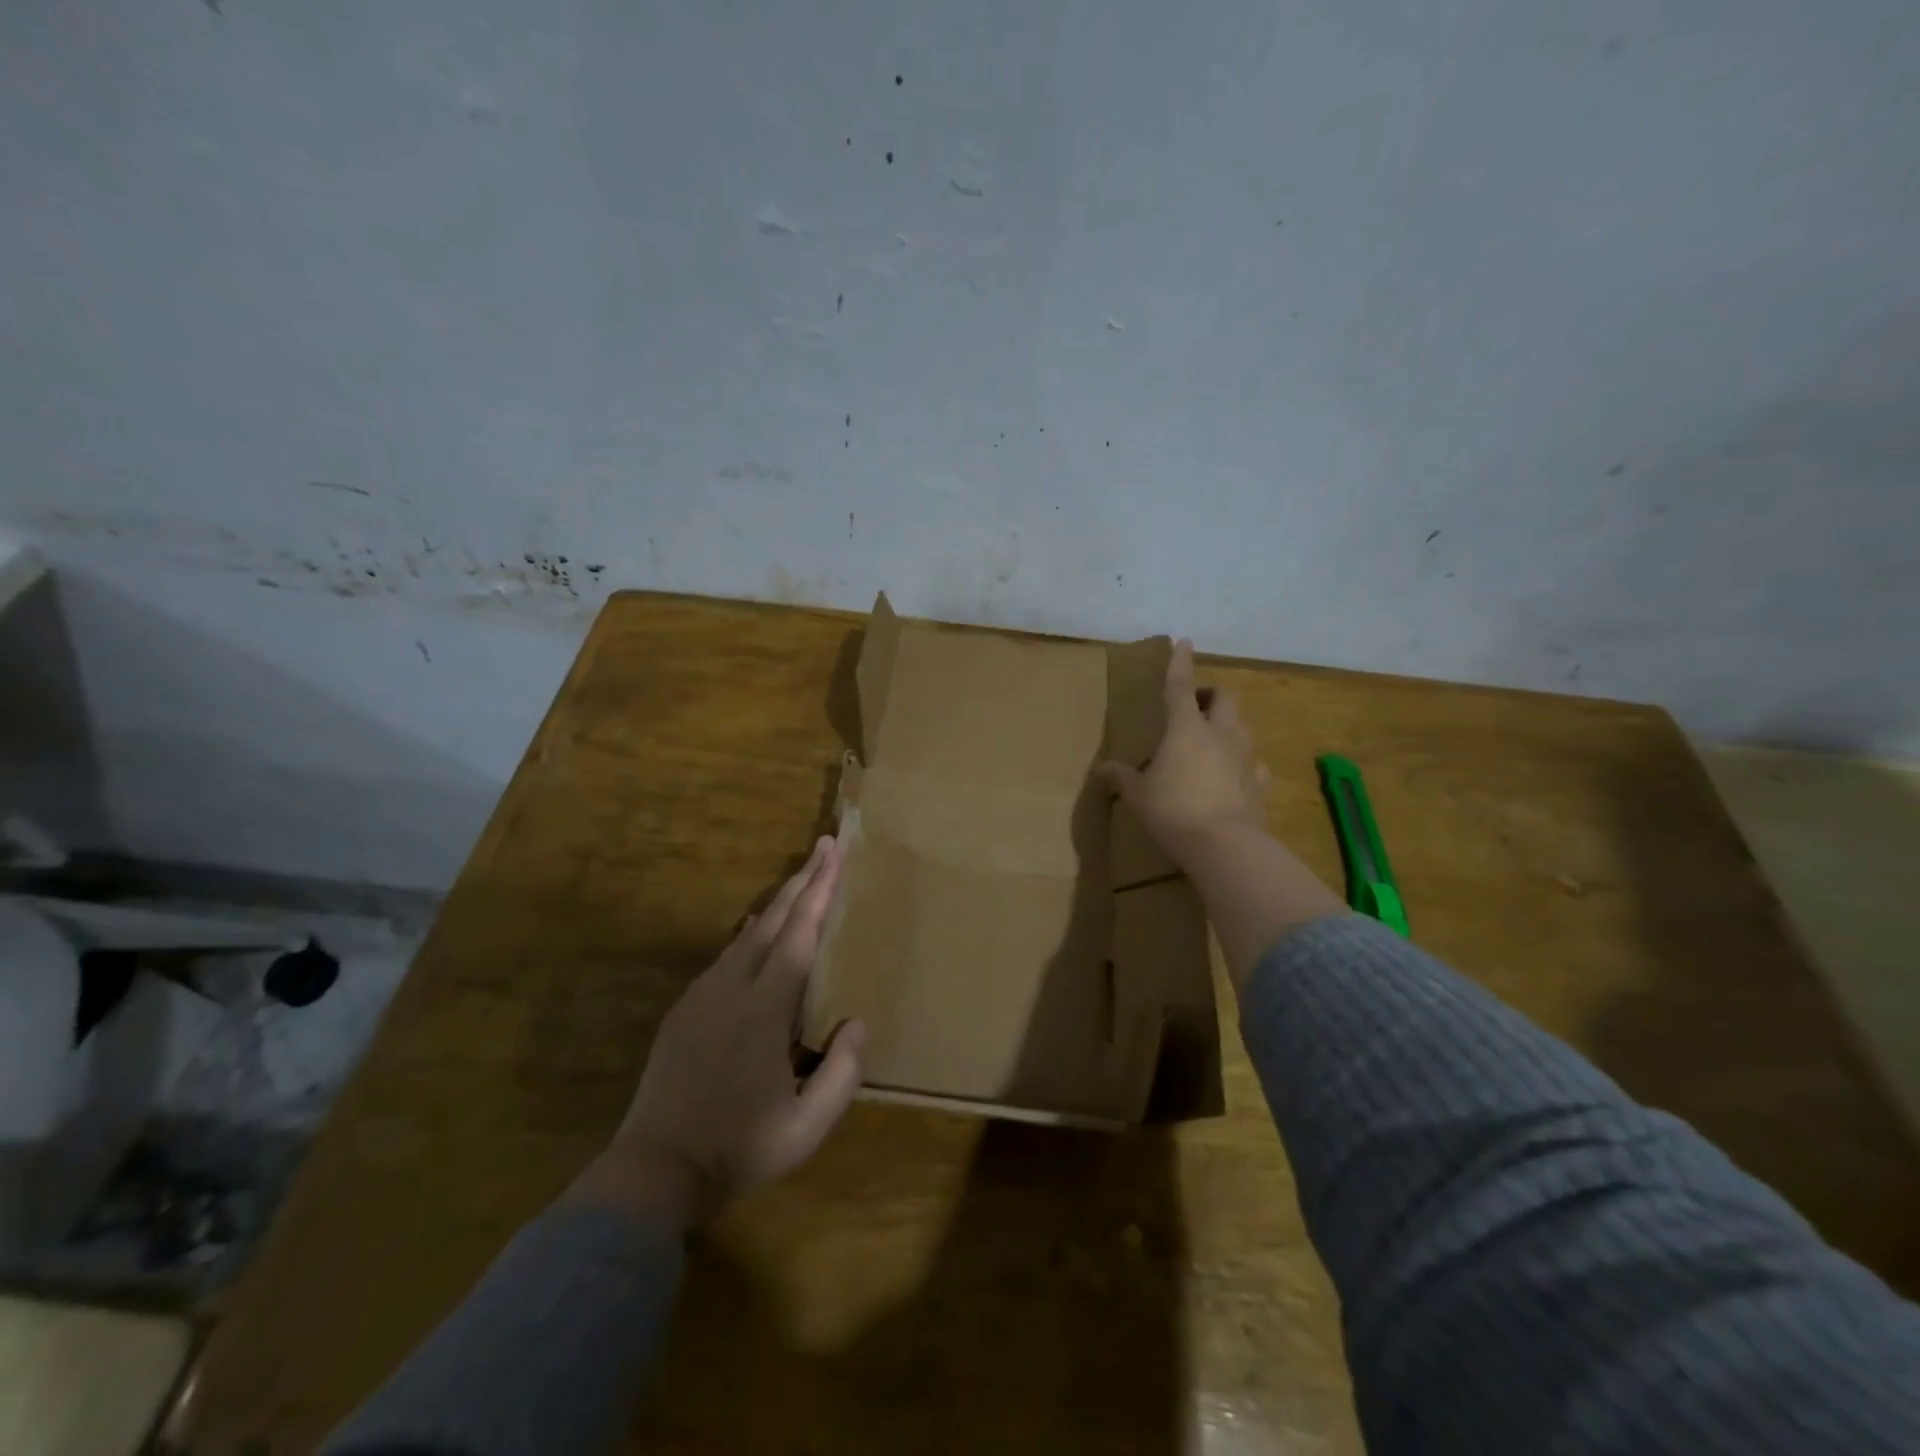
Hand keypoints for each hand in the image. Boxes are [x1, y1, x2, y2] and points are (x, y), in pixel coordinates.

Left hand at [573, 837, 864, 1228]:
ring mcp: (703, 996)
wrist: (654, 1171)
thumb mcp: (807, 1126)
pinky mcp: (685, 1010)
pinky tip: (756, 930)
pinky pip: (726, 956)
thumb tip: (857, 1022)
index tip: (834, 853)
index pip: (799, 936)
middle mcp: (732, 989)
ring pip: (748, 935)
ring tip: (801, 881)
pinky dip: (751, 934)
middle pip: (773, 921)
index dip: (820, 891)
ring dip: (778, 905)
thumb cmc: (739, 1148)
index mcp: (764, 1010)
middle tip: (825, 845)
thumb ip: (843, 1073)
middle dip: (803, 880)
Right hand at [1098, 639, 1270, 864]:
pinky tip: (1236, 775)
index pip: (1180, 686)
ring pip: (1243, 727)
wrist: (1224, 845)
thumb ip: (1121, 778)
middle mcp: (1220, 735)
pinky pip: (1255, 765)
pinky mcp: (1260, 784)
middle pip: (1224, 699)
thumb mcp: (1138, 795)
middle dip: (1211, 695)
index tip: (1185, 641)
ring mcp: (1245, 758)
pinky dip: (1244, 764)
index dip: (1180, 663)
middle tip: (1196, 705)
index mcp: (1185, 728)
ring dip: (1229, 725)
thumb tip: (1102, 770)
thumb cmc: (1173, 810)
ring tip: (1214, 738)